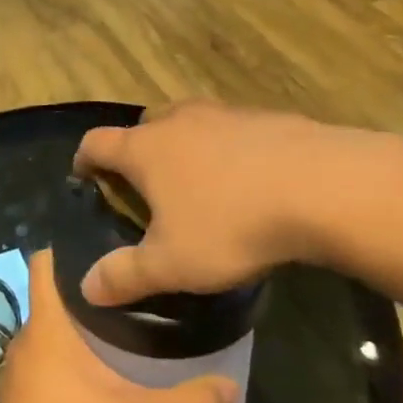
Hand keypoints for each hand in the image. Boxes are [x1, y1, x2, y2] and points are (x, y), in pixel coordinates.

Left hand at [0, 250, 237, 402]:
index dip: (66, 248)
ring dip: (77, 335)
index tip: (104, 247)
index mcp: (47, 328)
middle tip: (132, 294)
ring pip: (47, 338)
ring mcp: (15, 377)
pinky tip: (97, 385)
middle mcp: (24, 343)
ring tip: (122, 336)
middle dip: (87, 295)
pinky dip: (66, 366)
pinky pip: (42, 368)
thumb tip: (231, 386)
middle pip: (52, 301)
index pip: (43, 264)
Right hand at [73, 100, 393, 305]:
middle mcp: (179, 121)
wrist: (320, 188)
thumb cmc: (231, 225)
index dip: (84, 159)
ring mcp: (224, 113)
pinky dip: (226, 147)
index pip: (97, 142)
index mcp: (146, 149)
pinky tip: (246, 178)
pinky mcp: (265, 117)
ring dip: (183, 144)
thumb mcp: (172, 263)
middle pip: (144, 124)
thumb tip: (85, 288)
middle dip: (137, 148)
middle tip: (145, 183)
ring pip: (189, 121)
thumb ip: (125, 275)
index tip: (83, 175)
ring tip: (196, 180)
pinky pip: (231, 129)